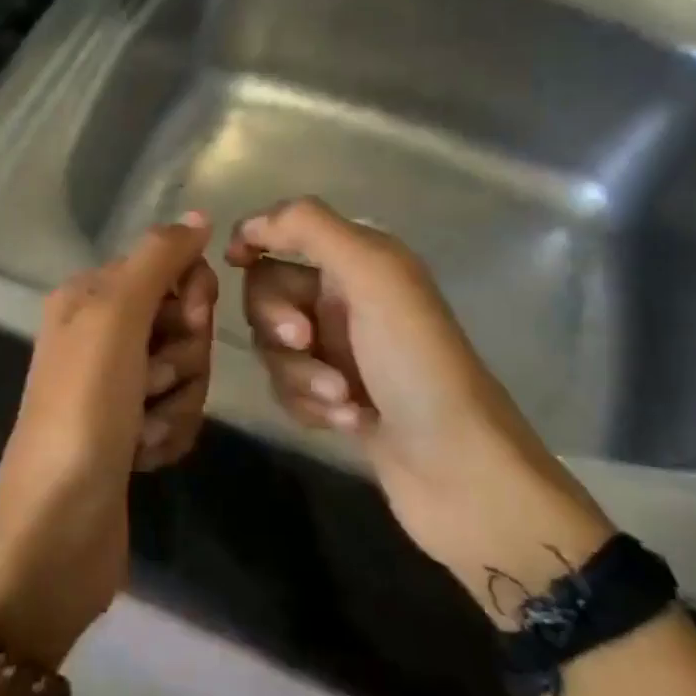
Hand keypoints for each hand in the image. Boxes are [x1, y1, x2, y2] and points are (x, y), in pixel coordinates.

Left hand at [0, 214, 217, 663]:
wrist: (57, 528)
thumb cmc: (83, 409)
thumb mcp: (115, 318)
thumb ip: (157, 260)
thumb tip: (196, 215)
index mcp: (90, 298)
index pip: (169, 267)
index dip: (190, 295)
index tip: (187, 321)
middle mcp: (101, 336)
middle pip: (183, 323)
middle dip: (184, 357)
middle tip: (152, 382)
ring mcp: (116, 388)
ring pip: (187, 372)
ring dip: (178, 402)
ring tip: (143, 430)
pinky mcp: (131, 433)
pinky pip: (178, 414)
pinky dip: (170, 434)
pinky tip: (145, 456)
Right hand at [227, 197, 612, 617]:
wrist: (461, 472)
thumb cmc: (417, 363)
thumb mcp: (373, 276)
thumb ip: (310, 229)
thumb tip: (249, 224)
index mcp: (361, 261)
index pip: (288, 231)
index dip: (256, 238)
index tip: (234, 261)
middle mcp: (348, 300)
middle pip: (270, 292)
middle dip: (277, 320)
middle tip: (305, 341)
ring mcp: (342, 352)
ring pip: (274, 347)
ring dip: (299, 373)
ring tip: (341, 398)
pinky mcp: (337, 399)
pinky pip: (288, 388)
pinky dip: (309, 404)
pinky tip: (348, 422)